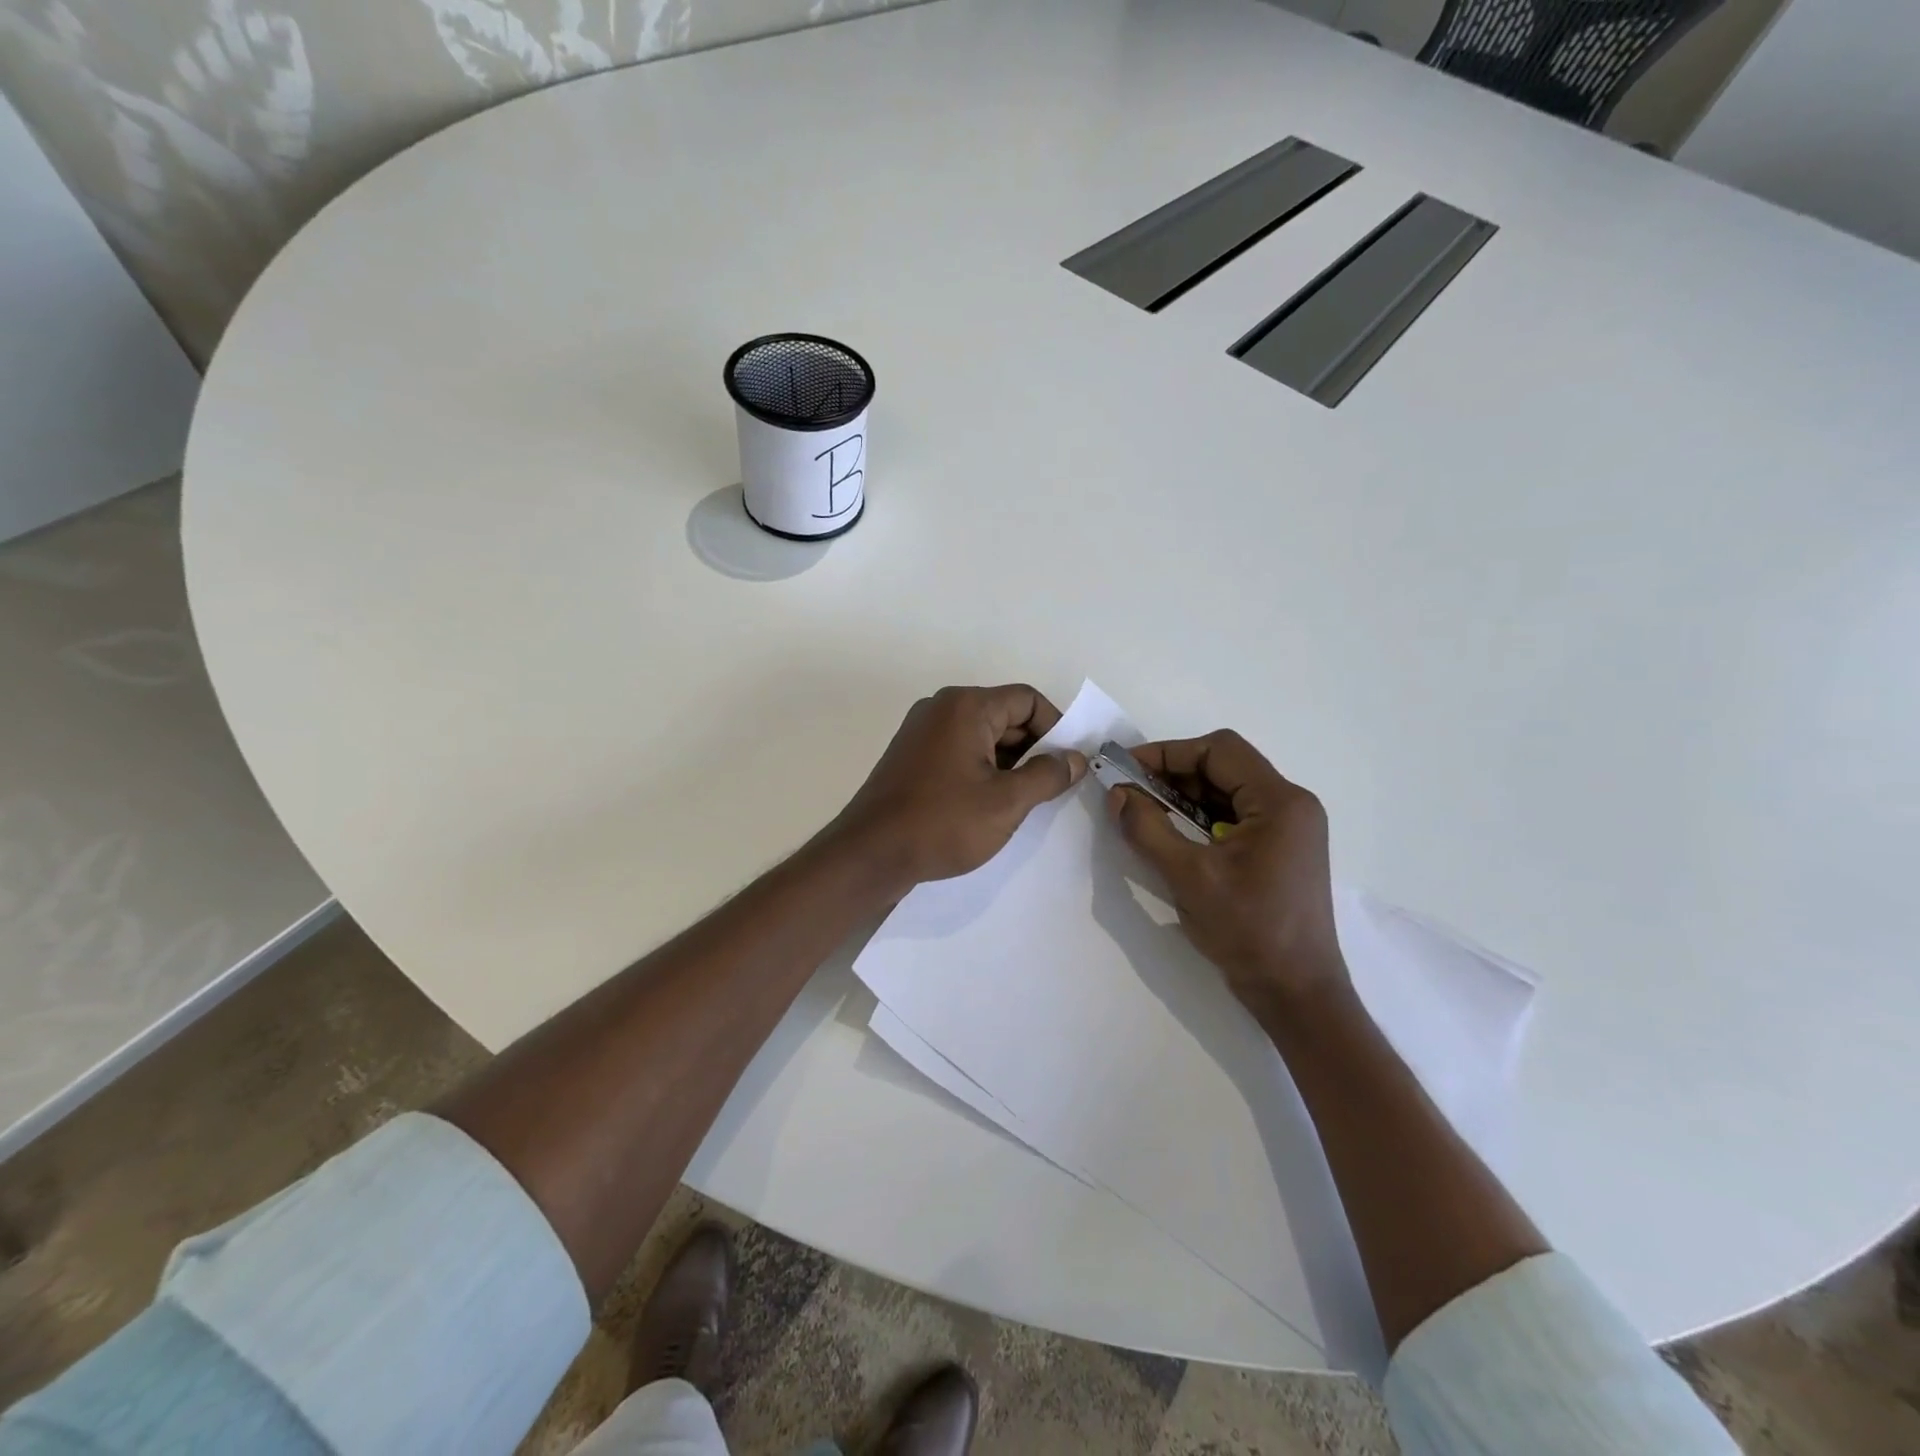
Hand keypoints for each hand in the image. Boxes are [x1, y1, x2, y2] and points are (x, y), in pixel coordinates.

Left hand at [832, 685, 1087, 890]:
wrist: (870, 854)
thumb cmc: (943, 822)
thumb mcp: (1007, 802)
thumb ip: (1047, 775)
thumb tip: (1075, 758)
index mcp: (965, 706)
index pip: (1027, 699)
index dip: (1056, 728)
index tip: (1068, 765)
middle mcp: (941, 708)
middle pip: (1004, 715)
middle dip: (1033, 748)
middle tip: (1050, 788)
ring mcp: (921, 732)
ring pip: (982, 736)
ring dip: (1008, 763)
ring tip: (1022, 801)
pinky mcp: (911, 756)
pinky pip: (959, 751)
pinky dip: (981, 770)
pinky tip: (989, 804)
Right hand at [1107, 731, 1347, 1017]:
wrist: (1296, 993)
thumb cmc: (1249, 931)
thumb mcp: (1189, 877)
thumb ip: (1148, 829)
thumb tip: (1117, 794)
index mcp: (1280, 802)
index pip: (1219, 751)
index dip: (1168, 753)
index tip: (1127, 769)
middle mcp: (1290, 806)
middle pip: (1224, 767)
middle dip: (1173, 775)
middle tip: (1130, 792)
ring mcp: (1288, 830)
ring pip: (1226, 792)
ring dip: (1184, 798)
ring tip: (1144, 813)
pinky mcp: (1279, 851)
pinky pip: (1234, 817)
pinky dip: (1200, 819)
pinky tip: (1172, 836)